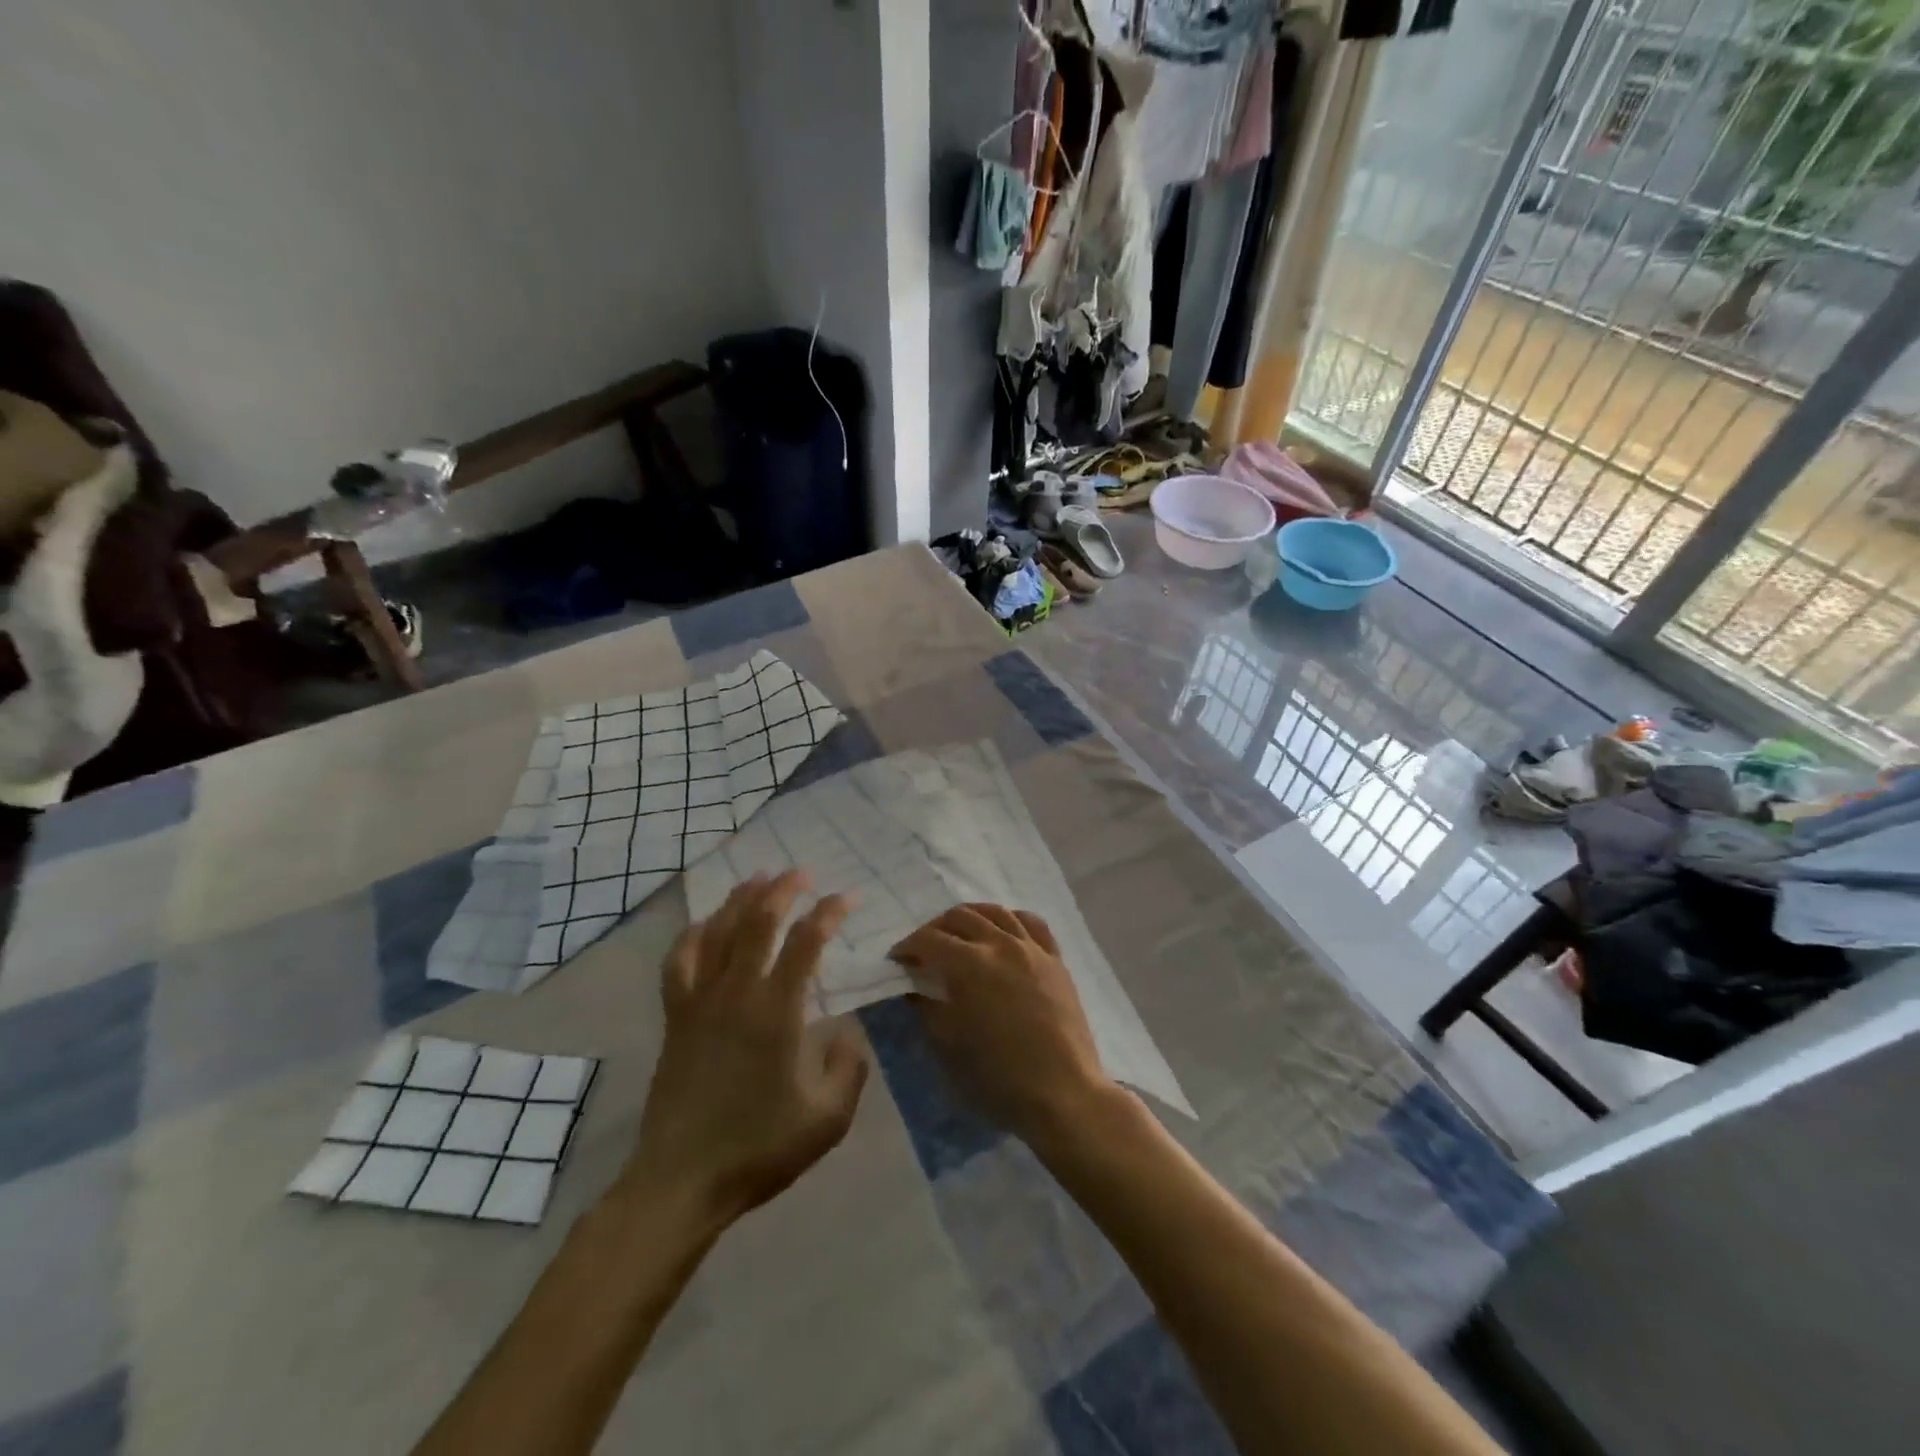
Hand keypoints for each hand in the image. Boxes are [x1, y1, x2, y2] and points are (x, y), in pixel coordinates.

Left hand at [623, 871, 868, 1226]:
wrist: (682, 1180)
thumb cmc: (760, 1148)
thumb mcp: (828, 1118)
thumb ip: (849, 1066)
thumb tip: (847, 1029)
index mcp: (778, 1012)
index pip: (807, 942)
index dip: (829, 912)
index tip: (847, 898)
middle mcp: (737, 993)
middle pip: (758, 920)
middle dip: (783, 889)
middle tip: (801, 873)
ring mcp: (700, 1001)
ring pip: (718, 930)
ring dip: (740, 899)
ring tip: (758, 879)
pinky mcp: (676, 1016)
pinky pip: (680, 960)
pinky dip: (694, 933)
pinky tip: (705, 924)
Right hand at [889, 904, 1114, 1144]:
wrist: (1063, 1093)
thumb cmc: (999, 1077)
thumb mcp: (950, 1046)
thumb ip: (928, 1009)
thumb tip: (914, 989)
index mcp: (970, 964)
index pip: (929, 940)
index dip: (907, 946)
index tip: (897, 959)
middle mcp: (1001, 944)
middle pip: (960, 917)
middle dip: (935, 928)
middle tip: (924, 949)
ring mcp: (1032, 948)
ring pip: (996, 912)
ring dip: (971, 917)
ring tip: (960, 933)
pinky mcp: (1056, 960)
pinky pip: (1032, 924)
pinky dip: (1011, 919)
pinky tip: (1003, 931)